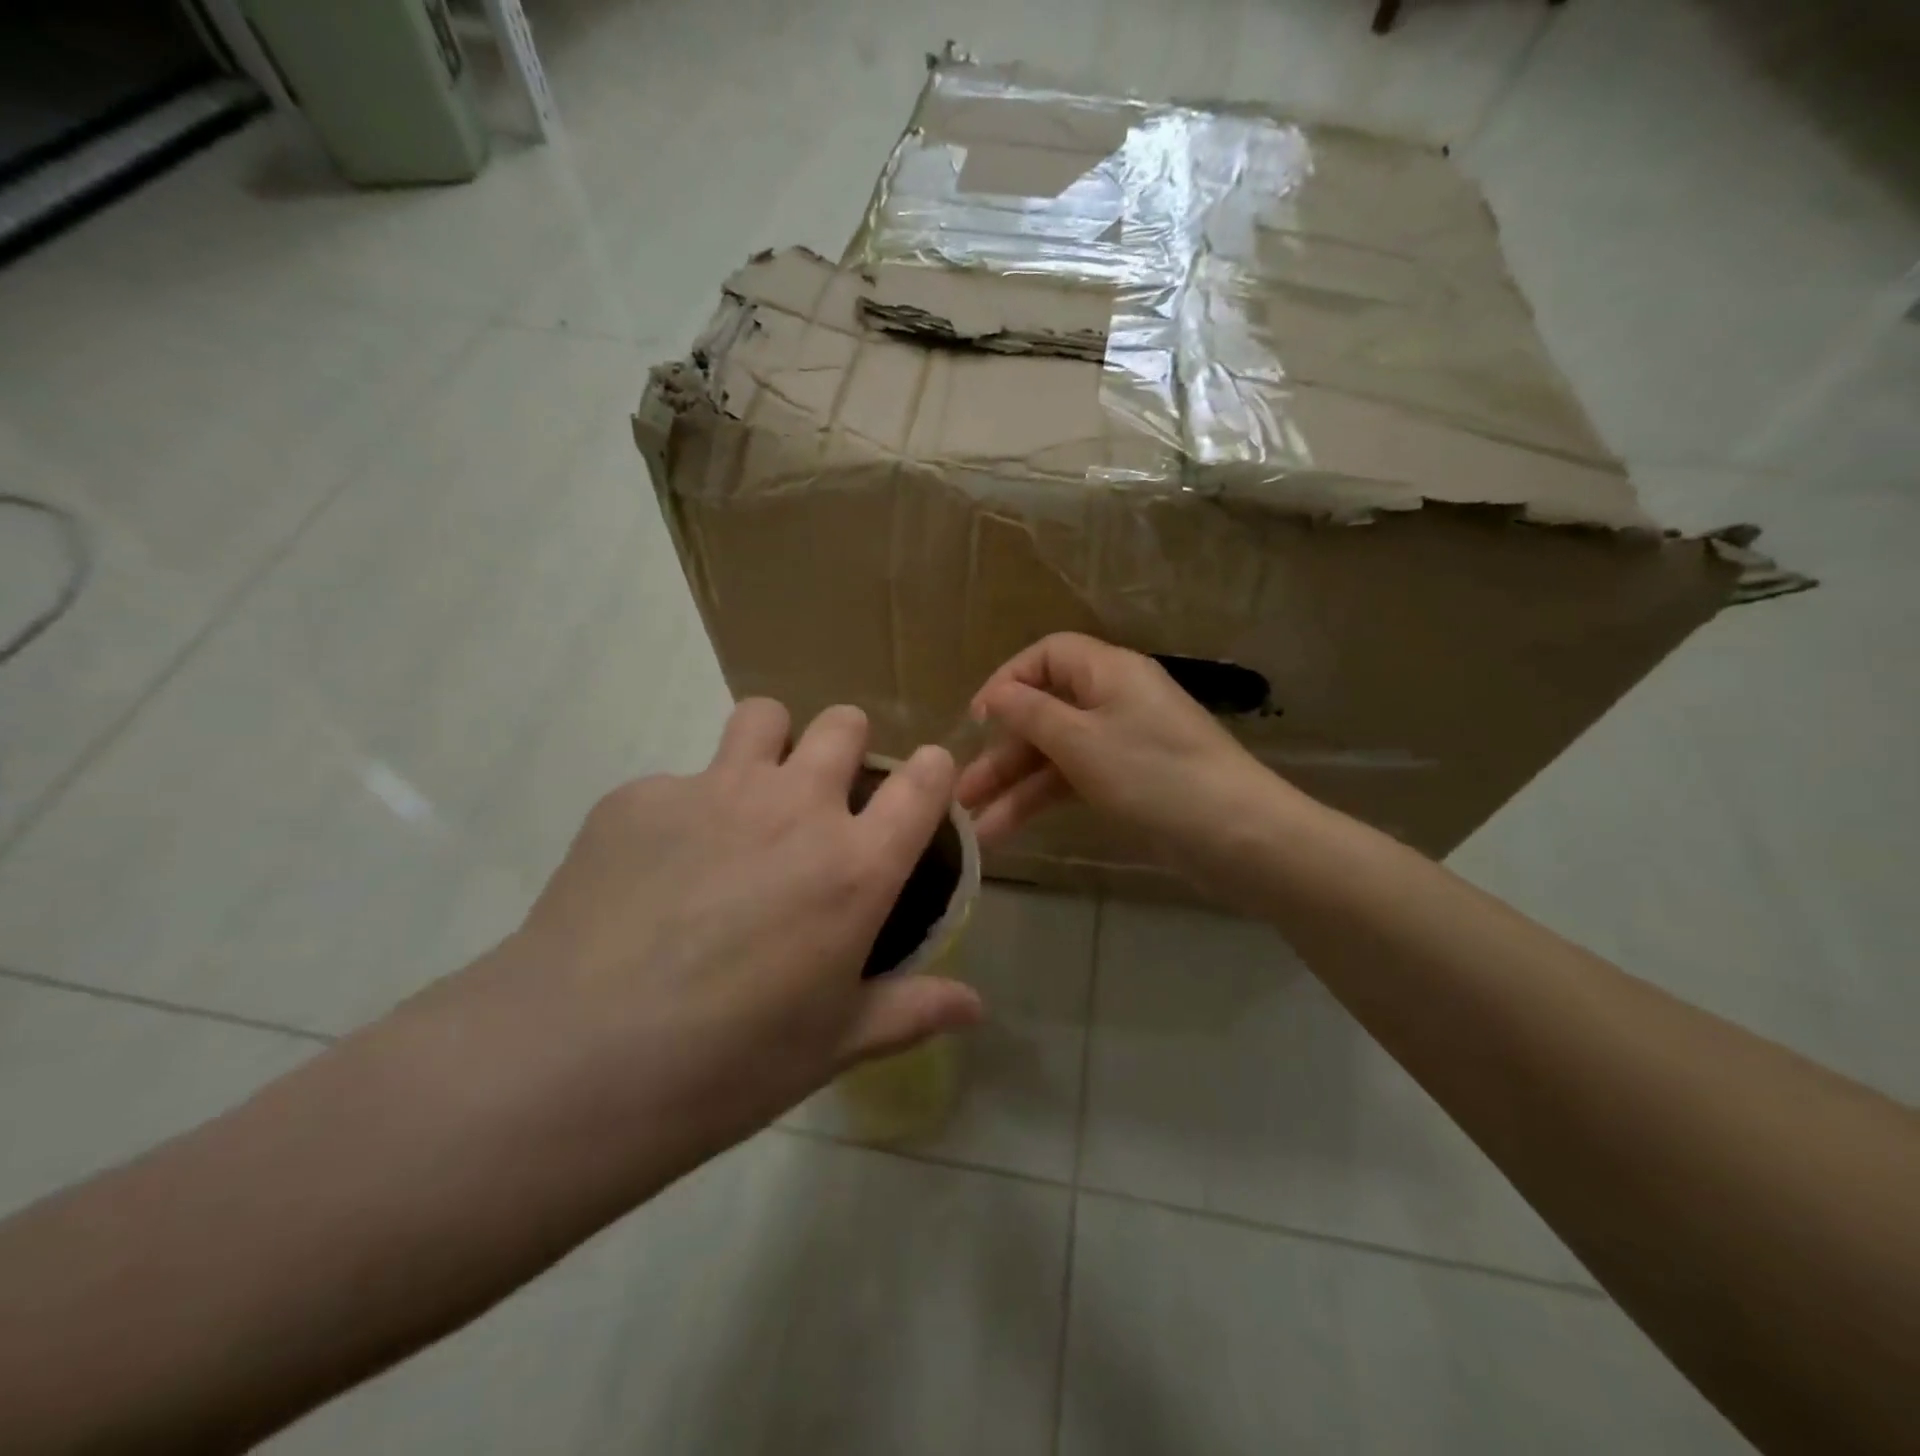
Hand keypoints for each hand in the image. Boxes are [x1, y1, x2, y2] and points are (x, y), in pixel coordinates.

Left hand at [493, 701, 983, 1161]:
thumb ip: (911, 1011)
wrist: (573, 1061)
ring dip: (771, 746)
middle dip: (847, 747)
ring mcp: (714, 790)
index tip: (921, 785)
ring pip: (764, 717)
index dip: (931, 772)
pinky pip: (678, 779)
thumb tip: (976, 1008)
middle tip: (823, 798)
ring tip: (747, 801)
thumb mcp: (833, 1044)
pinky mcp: (639, 796)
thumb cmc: (727, 1065)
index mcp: (855, 866)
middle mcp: (794, 808)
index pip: (923, 782)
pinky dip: (683, 809)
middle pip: (844, 724)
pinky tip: (654, 871)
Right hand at [957, 634, 1293, 872]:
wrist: (1237, 837)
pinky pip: (1074, 781)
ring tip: (973, 827)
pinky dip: (1042, 802)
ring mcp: (1122, 744)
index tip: (977, 720)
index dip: (1006, 681)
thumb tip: (995, 695)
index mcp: (1107, 672)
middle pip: (1044, 712)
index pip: (1046, 656)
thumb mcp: (1082, 741)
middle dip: (1001, 752)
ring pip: (1055, 755)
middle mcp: (1113, 700)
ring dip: (1014, 787)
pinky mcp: (1129, 782)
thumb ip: (1030, 714)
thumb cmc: (1153, 775)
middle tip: (962, 793)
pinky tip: (1008, 831)